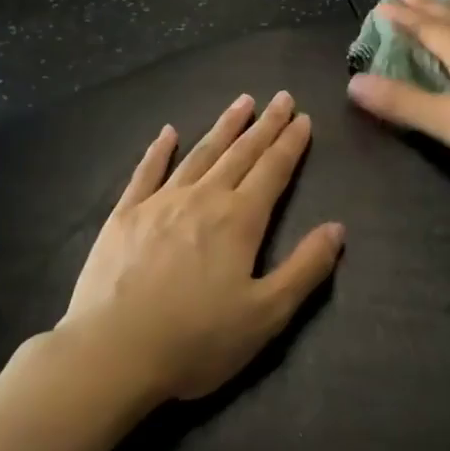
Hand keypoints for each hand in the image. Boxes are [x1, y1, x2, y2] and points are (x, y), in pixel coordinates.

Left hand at [58, 92, 345, 402]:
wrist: (112, 352)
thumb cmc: (196, 340)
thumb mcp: (266, 315)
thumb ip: (305, 269)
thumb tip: (337, 228)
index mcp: (239, 220)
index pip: (273, 170)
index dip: (290, 143)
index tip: (302, 117)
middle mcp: (202, 199)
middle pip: (240, 153)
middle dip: (264, 125)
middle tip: (280, 97)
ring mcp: (159, 203)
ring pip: (199, 154)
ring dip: (223, 127)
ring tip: (241, 102)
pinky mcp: (124, 215)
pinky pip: (146, 172)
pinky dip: (159, 150)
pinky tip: (168, 133)